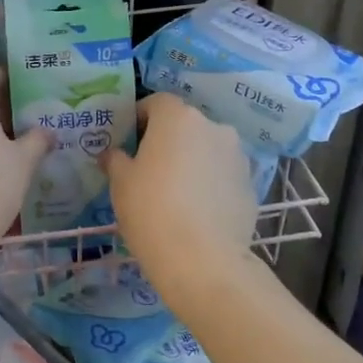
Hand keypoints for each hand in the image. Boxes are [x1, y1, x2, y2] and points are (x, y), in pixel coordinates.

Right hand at [102, 93, 257, 281]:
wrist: (202, 259)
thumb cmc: (151, 210)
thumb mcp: (120, 183)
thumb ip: (115, 160)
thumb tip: (112, 154)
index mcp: (178, 118)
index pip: (156, 102)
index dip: (139, 118)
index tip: (128, 141)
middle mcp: (213, 127)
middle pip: (185, 125)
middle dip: (167, 140)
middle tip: (148, 168)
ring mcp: (237, 156)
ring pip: (207, 149)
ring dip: (192, 160)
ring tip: (175, 192)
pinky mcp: (250, 185)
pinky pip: (222, 175)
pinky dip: (209, 184)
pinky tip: (196, 211)